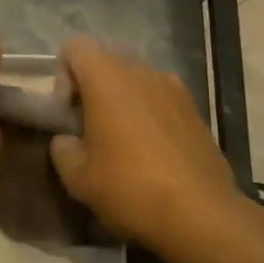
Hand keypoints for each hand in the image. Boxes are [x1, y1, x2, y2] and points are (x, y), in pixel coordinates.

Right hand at [49, 37, 236, 256]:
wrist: (202, 214)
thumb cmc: (130, 188)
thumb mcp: (78, 178)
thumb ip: (62, 148)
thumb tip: (66, 139)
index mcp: (106, 77)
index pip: (74, 48)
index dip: (63, 76)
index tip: (68, 113)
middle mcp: (140, 70)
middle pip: (105, 61)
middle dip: (92, 89)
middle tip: (90, 130)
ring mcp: (172, 86)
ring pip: (134, 79)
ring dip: (122, 100)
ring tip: (123, 143)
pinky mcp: (194, 108)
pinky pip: (159, 97)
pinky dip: (149, 113)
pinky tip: (153, 152)